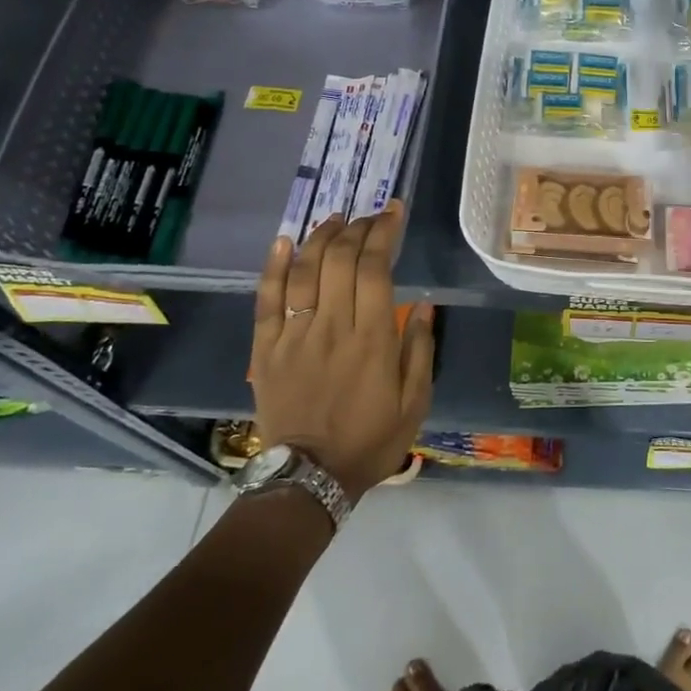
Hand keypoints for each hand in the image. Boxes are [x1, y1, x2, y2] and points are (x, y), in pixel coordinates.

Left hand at [248, 203, 434, 501]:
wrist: (309, 477)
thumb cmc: (370, 440)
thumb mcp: (415, 402)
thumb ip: (419, 350)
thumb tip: (424, 305)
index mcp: (371, 339)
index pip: (375, 268)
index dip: (384, 233)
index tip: (394, 212)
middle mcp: (332, 326)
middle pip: (340, 259)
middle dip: (357, 228)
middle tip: (370, 216)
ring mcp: (294, 335)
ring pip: (305, 270)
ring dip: (321, 237)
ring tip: (336, 218)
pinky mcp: (266, 348)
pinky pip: (267, 299)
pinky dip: (274, 266)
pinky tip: (284, 240)